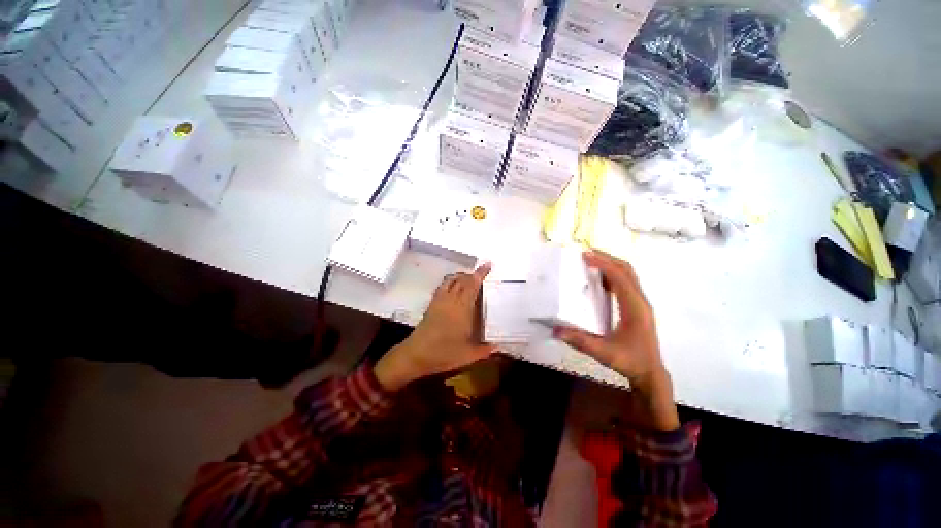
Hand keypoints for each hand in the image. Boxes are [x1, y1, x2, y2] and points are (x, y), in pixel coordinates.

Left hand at [374, 263, 496, 391]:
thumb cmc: (443, 354)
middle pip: (462, 280)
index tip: (487, 264)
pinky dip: (450, 282)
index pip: (472, 285)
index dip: (480, 274)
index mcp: (462, 309)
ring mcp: (439, 301)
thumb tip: (498, 346)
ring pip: (451, 281)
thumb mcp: (468, 355)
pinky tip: (453, 287)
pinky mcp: (431, 305)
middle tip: (481, 274)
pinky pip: (442, 287)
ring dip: (461, 276)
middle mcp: (451, 300)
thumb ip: (484, 350)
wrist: (416, 355)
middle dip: (472, 274)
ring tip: (468, 279)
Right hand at [554, 250, 678, 431]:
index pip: (620, 277)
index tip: (585, 255)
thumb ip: (580, 341)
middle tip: (586, 252)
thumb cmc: (630, 361)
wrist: (650, 373)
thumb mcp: (604, 353)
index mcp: (635, 307)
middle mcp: (640, 301)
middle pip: (627, 270)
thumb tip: (556, 329)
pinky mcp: (637, 306)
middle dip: (607, 257)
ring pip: (628, 275)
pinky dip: (612, 275)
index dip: (603, 263)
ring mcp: (640, 303)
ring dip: (610, 264)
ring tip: (591, 261)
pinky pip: (625, 283)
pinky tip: (598, 279)